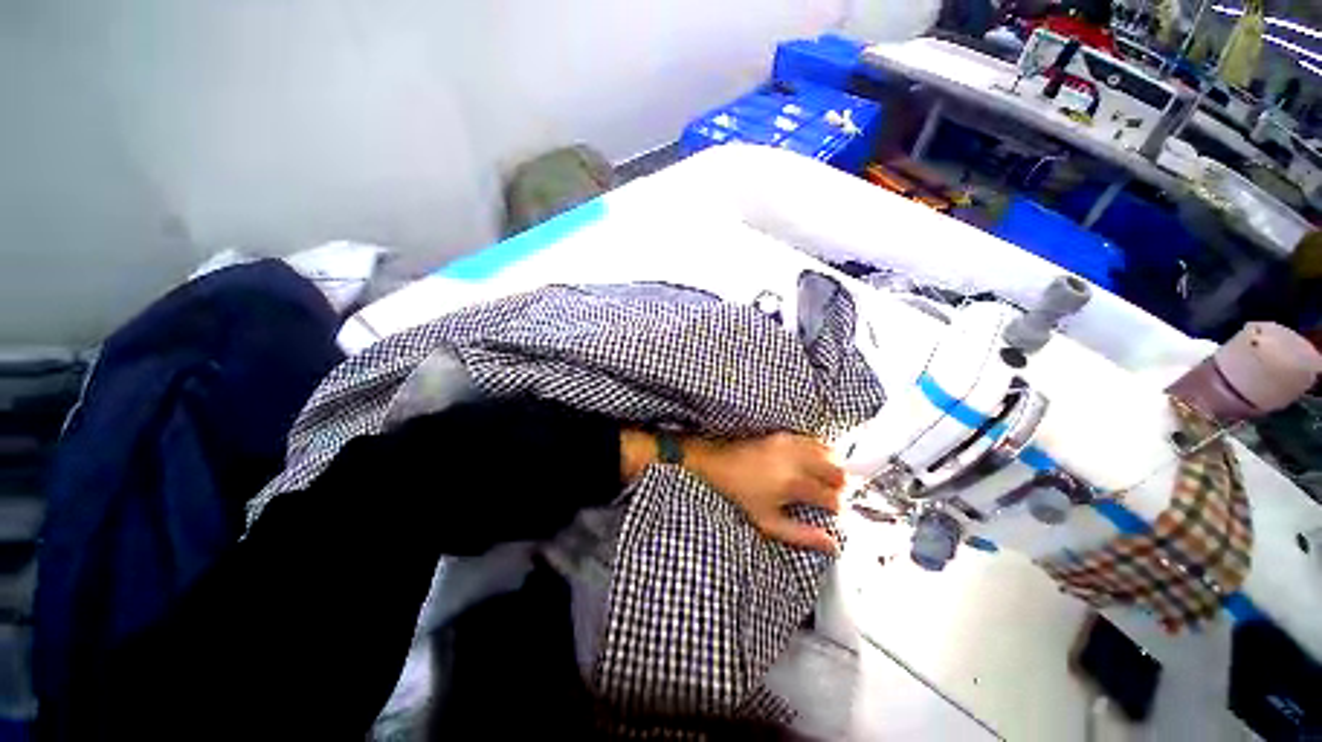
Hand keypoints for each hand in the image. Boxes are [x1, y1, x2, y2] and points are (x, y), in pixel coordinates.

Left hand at [686, 433, 844, 552]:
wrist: (720, 463)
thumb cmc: (742, 494)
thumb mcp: (768, 522)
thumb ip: (801, 535)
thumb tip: (833, 545)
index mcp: (794, 484)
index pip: (833, 498)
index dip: (838, 509)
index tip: (834, 513)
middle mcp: (797, 461)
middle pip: (839, 473)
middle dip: (841, 487)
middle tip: (832, 495)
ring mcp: (792, 444)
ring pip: (832, 454)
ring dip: (834, 468)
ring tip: (825, 479)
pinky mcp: (786, 435)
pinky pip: (816, 441)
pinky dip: (823, 452)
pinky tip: (814, 463)